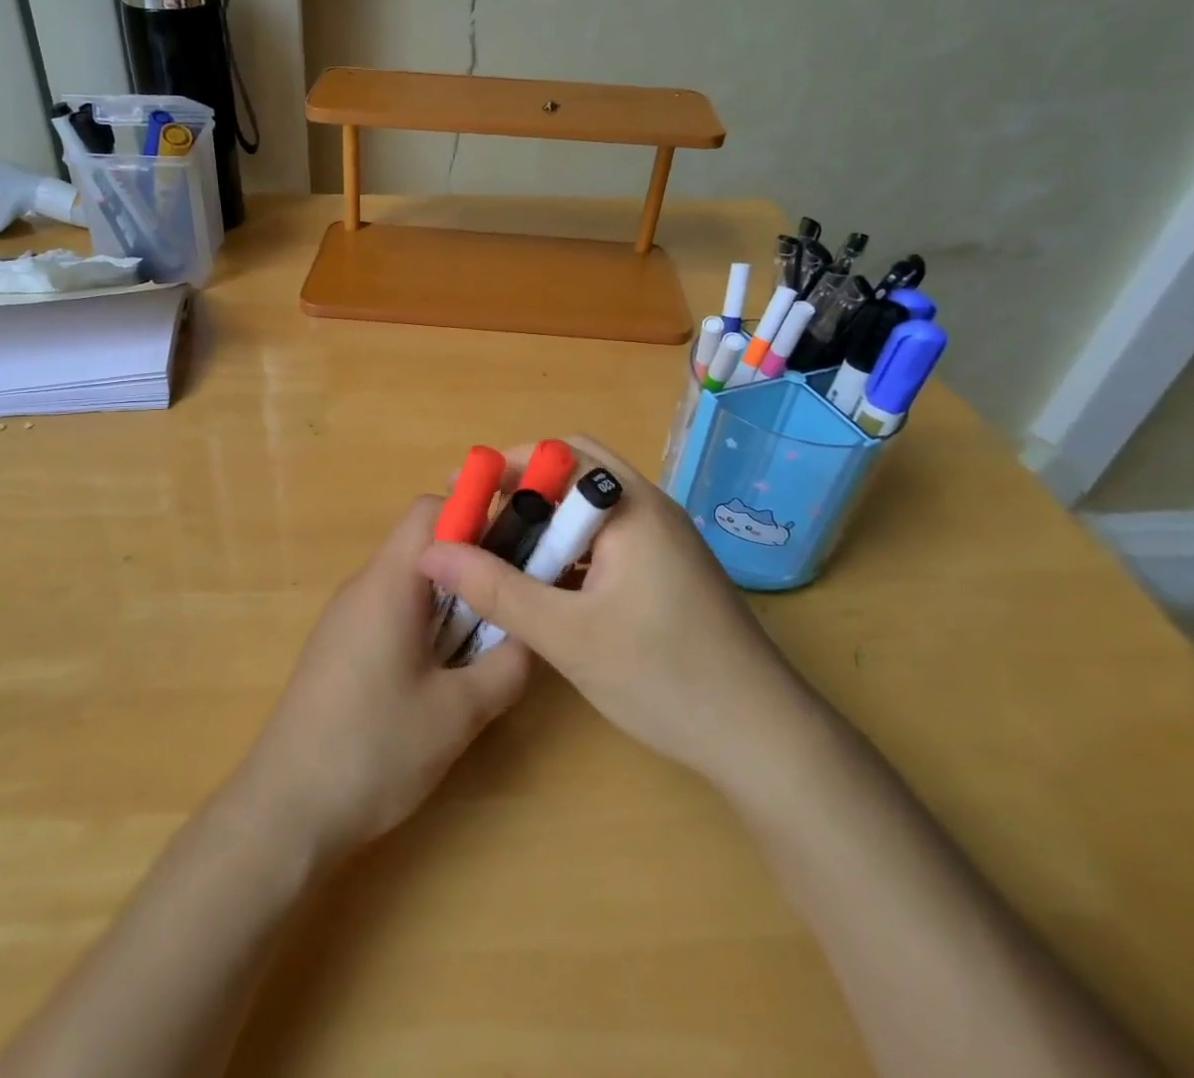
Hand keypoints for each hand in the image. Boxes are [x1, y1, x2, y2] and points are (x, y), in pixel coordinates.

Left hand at [232, 496, 531, 860]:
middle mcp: (363, 586)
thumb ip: (508, 665)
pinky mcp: (339, 647)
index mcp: (389, 583)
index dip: (476, 514)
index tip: (517, 546)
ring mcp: (345, 617)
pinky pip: (390, 610)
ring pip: (409, 580)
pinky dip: (425, 622)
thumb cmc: (373, 750)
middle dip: (472, 562)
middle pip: (422, 544)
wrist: (284, 811)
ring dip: (451, 597)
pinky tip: (441, 672)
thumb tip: (534, 634)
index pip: (431, 510)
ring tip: (486, 639)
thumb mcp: (459, 712)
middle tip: (512, 598)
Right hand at [418, 436, 802, 781]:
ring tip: (501, 556)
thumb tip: (430, 552)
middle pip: (576, 474)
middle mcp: (650, 509)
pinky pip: (607, 540)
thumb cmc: (664, 676)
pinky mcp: (667, 571)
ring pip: (591, 509)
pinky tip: (546, 588)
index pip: (561, 454)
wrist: (762, 738)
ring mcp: (664, 541)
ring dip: (545, 523)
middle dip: (523, 490)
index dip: (506, 465)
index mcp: (632, 506)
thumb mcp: (567, 635)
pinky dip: (569, 550)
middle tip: (479, 522)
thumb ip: (495, 590)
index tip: (461, 493)